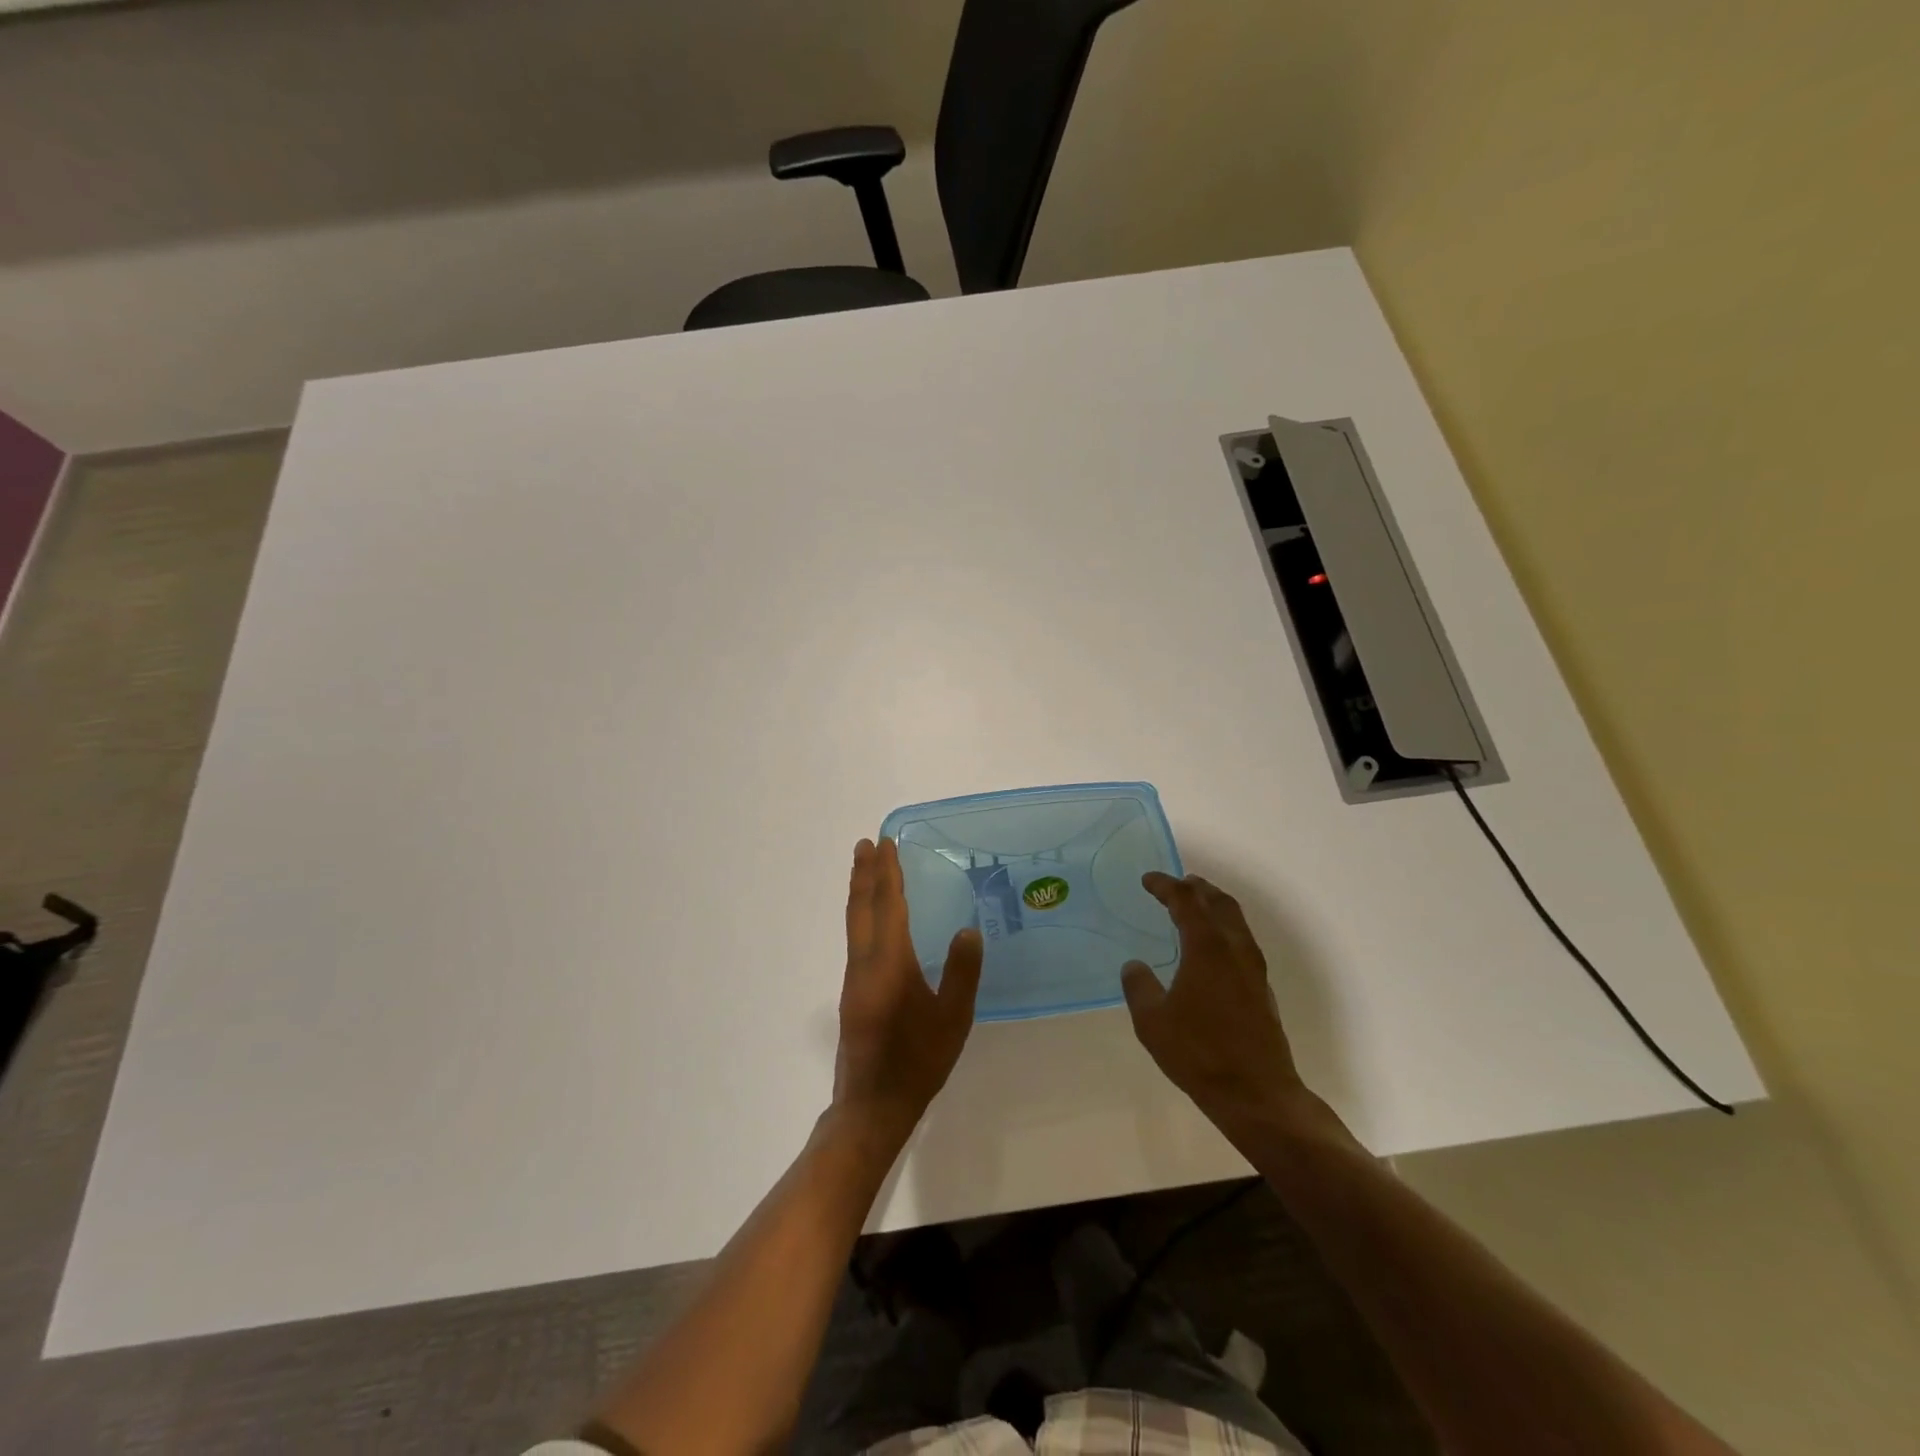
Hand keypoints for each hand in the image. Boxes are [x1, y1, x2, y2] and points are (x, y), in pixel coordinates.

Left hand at [834, 838, 982, 1140]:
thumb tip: (968, 930)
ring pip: (854, 924)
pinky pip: (856, 940)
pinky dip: (862, 916)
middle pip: (861, 908)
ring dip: (860, 892)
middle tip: (866, 844)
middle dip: (864, 874)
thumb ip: (961, 973)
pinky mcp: (852, 993)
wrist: (872, 1107)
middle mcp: (864, 963)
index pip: (887, 906)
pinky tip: (873, 921)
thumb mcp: (953, 1019)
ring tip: (865, 871)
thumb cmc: (918, 1062)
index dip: (887, 873)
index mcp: (889, 964)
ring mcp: (853, 979)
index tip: (884, 844)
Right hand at [1121, 873, 1308, 1133]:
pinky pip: (1242, 941)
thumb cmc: (1200, 1053)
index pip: (1185, 901)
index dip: (1165, 885)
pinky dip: (1224, 929)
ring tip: (1196, 907)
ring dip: (1215, 906)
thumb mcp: (1153, 1022)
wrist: (1257, 1094)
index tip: (1148, 880)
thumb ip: (1139, 987)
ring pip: (1236, 921)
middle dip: (1197, 888)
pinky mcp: (1262, 989)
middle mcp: (1234, 949)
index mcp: (1207, 947)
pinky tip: (1211, 948)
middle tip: (1177, 884)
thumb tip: (1134, 966)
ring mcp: (1253, 969)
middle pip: (1219, 903)